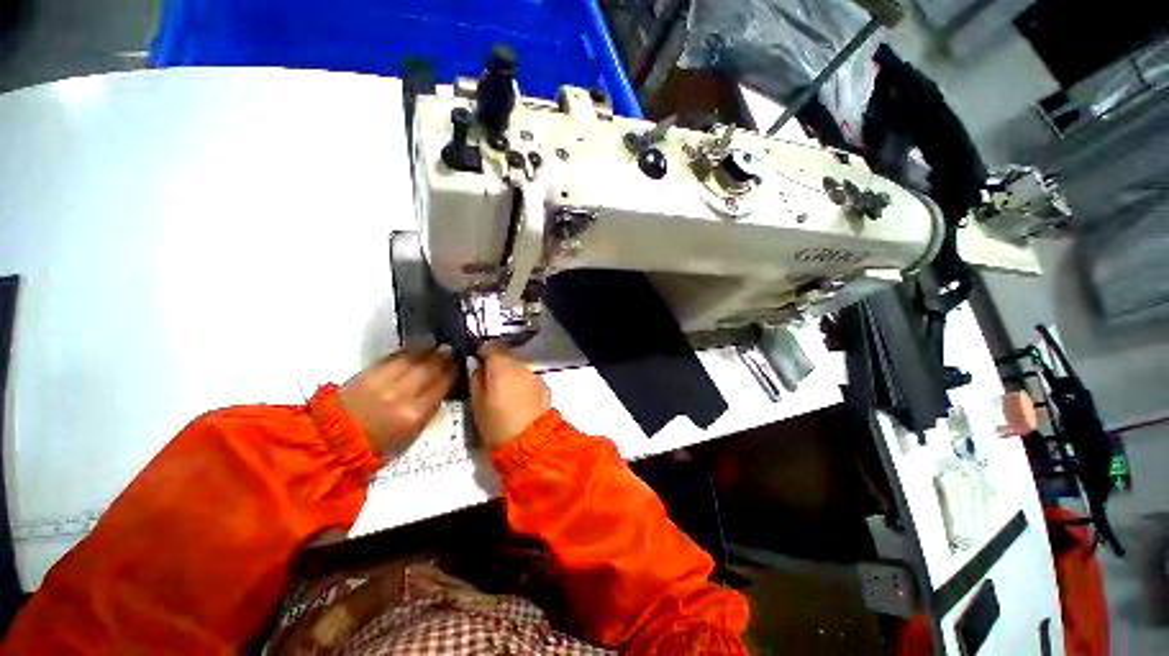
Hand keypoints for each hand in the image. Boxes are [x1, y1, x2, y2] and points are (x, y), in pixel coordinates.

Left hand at [338, 347, 456, 455]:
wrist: (336, 441)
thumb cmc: (380, 444)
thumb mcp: (413, 433)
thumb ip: (430, 409)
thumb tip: (442, 388)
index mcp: (416, 414)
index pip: (442, 384)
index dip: (452, 371)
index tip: (459, 363)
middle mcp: (402, 395)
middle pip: (429, 368)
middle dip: (442, 356)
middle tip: (450, 349)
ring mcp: (383, 382)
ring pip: (411, 359)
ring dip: (426, 349)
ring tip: (435, 343)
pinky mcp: (367, 374)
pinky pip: (392, 357)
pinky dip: (405, 351)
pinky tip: (414, 348)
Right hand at [470, 343, 549, 448]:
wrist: (530, 442)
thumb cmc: (497, 424)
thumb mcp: (477, 403)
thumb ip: (476, 379)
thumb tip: (477, 366)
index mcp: (502, 367)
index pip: (492, 346)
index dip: (483, 351)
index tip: (478, 361)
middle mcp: (520, 366)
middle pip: (507, 357)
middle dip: (497, 365)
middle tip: (489, 382)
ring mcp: (534, 376)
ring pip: (518, 368)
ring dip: (510, 375)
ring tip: (504, 394)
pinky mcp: (544, 386)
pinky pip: (528, 379)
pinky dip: (521, 384)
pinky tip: (518, 401)